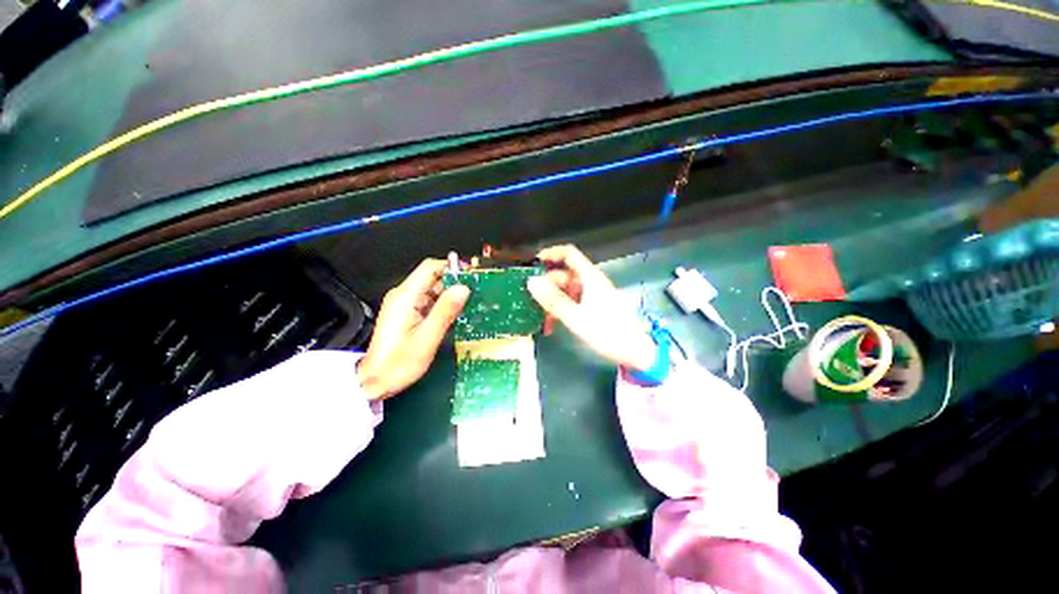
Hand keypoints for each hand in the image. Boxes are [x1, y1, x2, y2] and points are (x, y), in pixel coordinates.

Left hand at [357, 258, 469, 399]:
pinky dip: (442, 305)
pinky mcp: (406, 313)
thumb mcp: (427, 338)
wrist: (375, 382)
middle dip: (454, 283)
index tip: (471, 275)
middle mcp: (403, 296)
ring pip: (432, 290)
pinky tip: (453, 315)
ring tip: (467, 306)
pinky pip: (428, 301)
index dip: (452, 267)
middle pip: (432, 277)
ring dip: (450, 295)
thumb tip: (463, 288)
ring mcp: (404, 304)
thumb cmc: (398, 364)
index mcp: (405, 297)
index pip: (430, 267)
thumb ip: (445, 311)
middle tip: (474, 294)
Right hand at [527, 245, 656, 371]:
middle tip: (532, 301)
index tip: (532, 264)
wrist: (635, 352)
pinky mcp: (592, 306)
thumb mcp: (576, 318)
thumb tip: (532, 281)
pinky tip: (552, 324)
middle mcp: (590, 282)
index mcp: (590, 278)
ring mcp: (591, 294)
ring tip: (541, 319)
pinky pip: (571, 301)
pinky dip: (560, 309)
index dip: (550, 254)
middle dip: (546, 286)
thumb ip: (553, 299)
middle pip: (563, 274)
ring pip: (565, 290)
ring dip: (552, 302)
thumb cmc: (607, 333)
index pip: (569, 254)